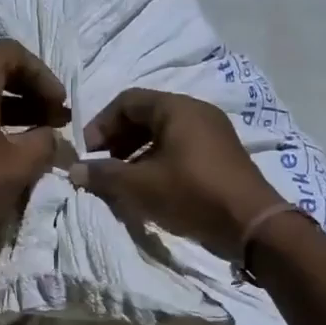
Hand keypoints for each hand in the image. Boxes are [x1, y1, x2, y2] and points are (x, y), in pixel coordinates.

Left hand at [0, 40, 70, 258]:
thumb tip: (52, 137)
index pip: (12, 52)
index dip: (43, 74)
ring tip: (41, 135)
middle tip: (55, 118)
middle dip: (31, 90)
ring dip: (15, 109)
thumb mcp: (18, 165)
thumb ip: (44, 142)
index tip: (60, 105)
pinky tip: (11, 151)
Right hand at [74, 89, 284, 258]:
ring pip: (163, 133)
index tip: (88, 153)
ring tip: (123, 180)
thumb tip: (74, 169)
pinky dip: (158, 161)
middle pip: (146, 115)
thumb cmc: (191, 194)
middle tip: (103, 166)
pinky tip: (150, 188)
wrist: (251, 224)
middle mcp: (197, 111)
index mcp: (177, 108)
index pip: (127, 101)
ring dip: (136, 153)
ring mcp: (213, 133)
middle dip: (118, 139)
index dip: (101, 124)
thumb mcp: (140, 186)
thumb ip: (104, 175)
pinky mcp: (221, 156)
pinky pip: (180, 148)